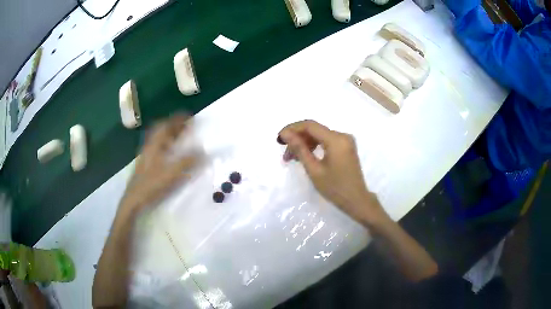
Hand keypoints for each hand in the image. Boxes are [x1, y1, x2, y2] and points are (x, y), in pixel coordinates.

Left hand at [120, 114, 195, 213]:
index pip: (166, 125)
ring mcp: (146, 154)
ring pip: (158, 138)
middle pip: (161, 129)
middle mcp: (149, 145)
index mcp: (154, 144)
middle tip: (185, 126)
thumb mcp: (172, 173)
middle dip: (174, 125)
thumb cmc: (152, 184)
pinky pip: (156, 147)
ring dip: (169, 134)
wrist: (134, 199)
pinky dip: (165, 144)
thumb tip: (204, 152)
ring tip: (180, 137)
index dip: (178, 119)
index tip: (189, 116)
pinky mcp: (145, 162)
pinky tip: (170, 153)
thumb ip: (188, 161)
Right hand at [279, 120, 385, 222]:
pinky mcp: (346, 147)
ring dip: (304, 144)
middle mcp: (342, 135)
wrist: (356, 200)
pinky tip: (305, 156)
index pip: (310, 125)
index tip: (279, 139)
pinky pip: (326, 141)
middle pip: (314, 130)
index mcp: (336, 139)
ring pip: (319, 135)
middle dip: (297, 139)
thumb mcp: (314, 170)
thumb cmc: (335, 188)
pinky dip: (314, 147)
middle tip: (285, 154)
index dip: (292, 129)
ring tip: (291, 158)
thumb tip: (286, 134)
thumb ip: (300, 149)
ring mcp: (345, 141)